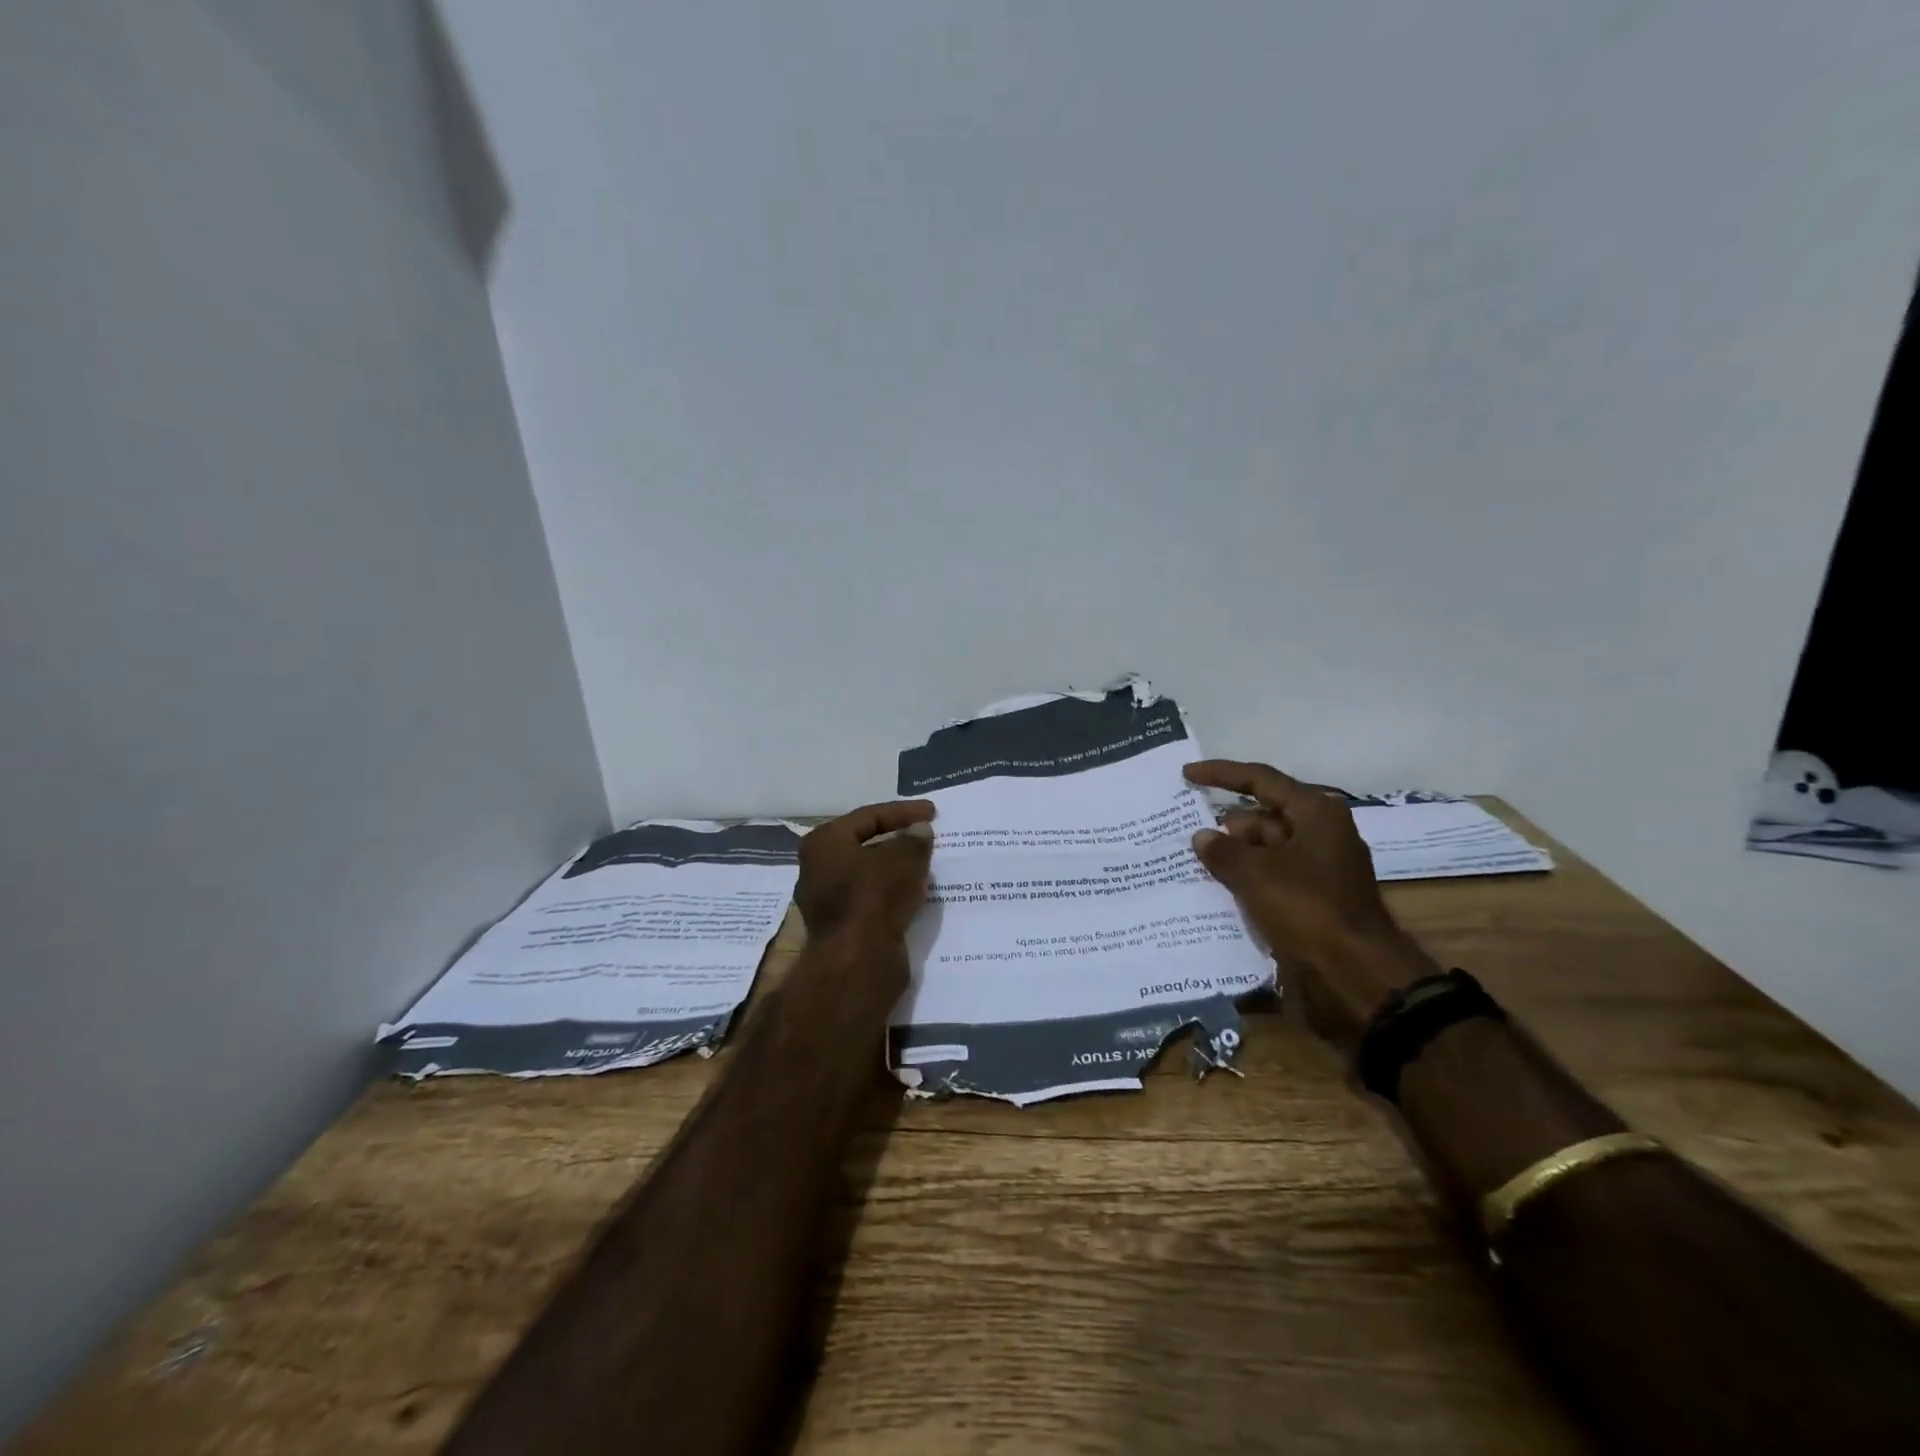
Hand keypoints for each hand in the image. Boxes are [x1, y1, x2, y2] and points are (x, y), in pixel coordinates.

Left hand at [795, 800, 936, 944]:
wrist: (857, 960)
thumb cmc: (875, 895)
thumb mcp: (904, 858)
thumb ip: (914, 840)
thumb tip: (919, 831)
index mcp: (824, 842)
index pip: (869, 816)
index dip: (903, 812)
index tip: (932, 812)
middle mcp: (817, 867)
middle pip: (864, 845)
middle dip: (896, 840)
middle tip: (924, 836)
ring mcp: (825, 900)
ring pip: (867, 875)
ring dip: (894, 869)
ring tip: (924, 865)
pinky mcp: (840, 927)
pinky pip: (870, 900)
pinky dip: (891, 893)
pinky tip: (914, 893)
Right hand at [1183, 760, 1438, 1048]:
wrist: (1357, 976)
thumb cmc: (1308, 910)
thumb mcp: (1257, 875)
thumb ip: (1224, 851)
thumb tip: (1202, 836)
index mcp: (1315, 814)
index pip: (1261, 780)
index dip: (1221, 774)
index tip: (1187, 775)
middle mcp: (1319, 835)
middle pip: (1262, 817)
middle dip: (1224, 825)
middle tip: (1182, 830)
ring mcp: (1317, 869)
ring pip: (1264, 851)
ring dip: (1231, 857)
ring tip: (1188, 863)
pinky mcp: (1312, 900)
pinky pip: (1269, 879)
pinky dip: (1244, 881)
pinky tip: (1212, 890)